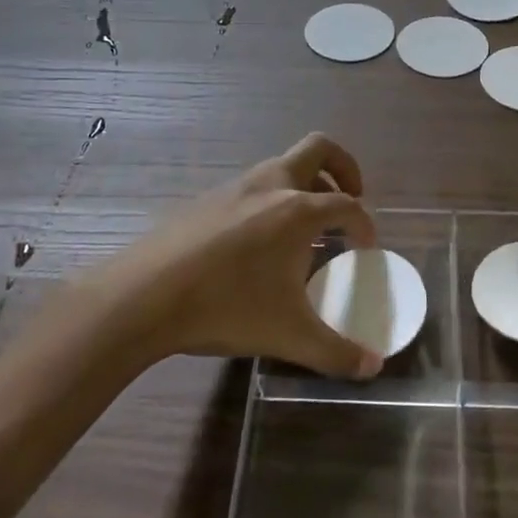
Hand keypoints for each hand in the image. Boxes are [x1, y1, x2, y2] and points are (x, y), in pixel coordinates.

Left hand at [109, 133, 384, 379]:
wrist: (144, 295)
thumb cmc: (226, 306)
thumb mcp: (288, 335)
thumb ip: (336, 352)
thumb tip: (373, 367)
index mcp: (298, 210)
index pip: (348, 205)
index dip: (364, 224)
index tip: (366, 246)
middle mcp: (271, 185)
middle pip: (319, 149)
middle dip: (344, 168)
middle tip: (350, 198)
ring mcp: (235, 187)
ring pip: (282, 166)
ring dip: (304, 185)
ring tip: (305, 227)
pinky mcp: (206, 198)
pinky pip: (252, 187)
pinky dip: (270, 200)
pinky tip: (258, 243)